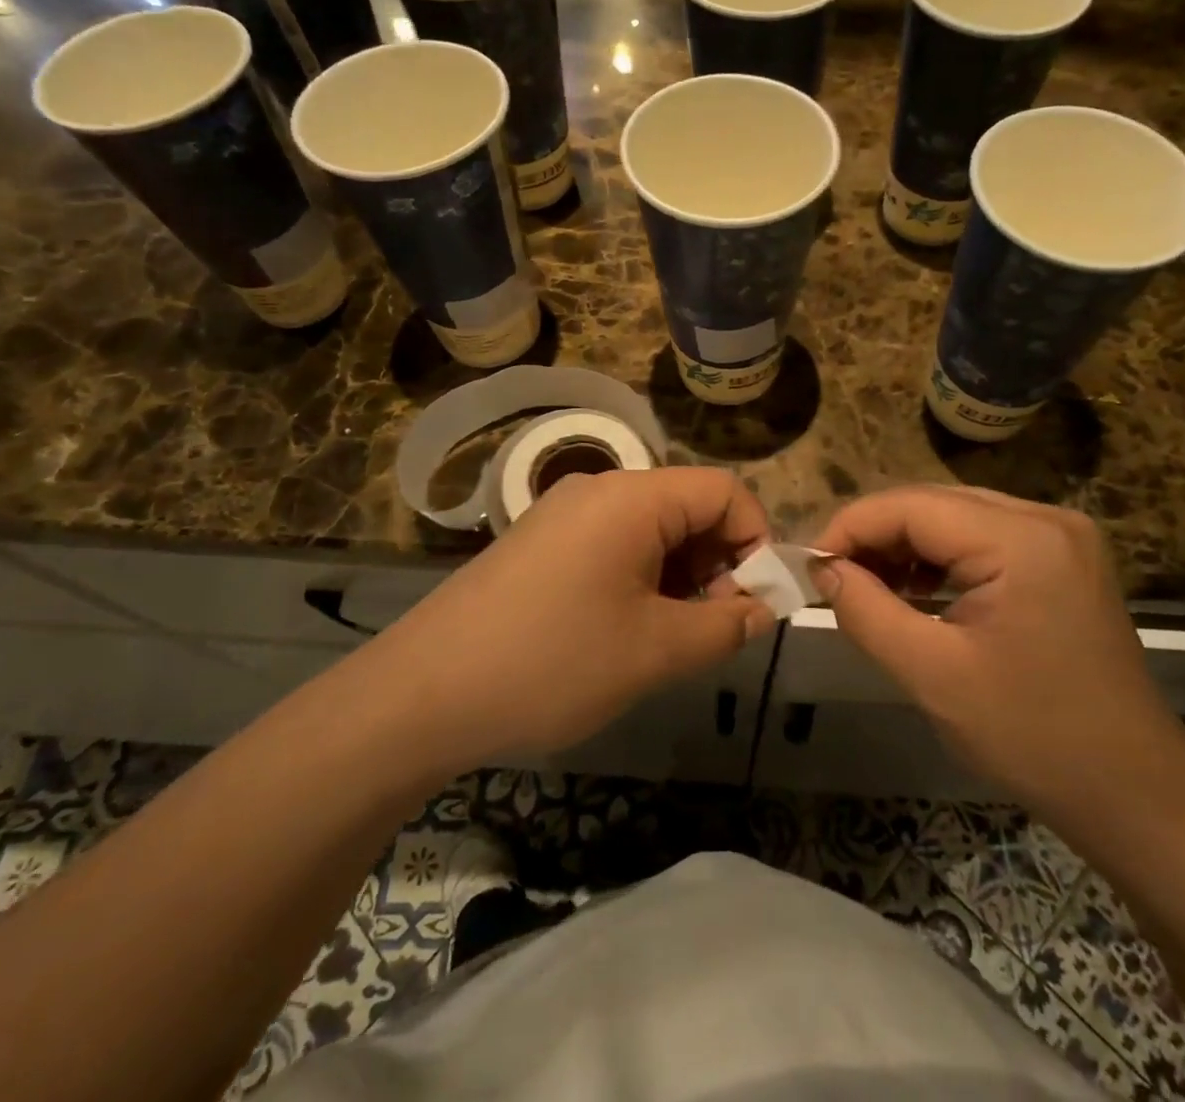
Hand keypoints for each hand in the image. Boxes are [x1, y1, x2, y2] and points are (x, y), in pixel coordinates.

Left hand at [375, 468, 775, 773]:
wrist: (422, 694)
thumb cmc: (553, 663)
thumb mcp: (655, 651)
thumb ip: (725, 625)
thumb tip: (761, 609)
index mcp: (632, 497)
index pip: (723, 491)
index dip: (754, 541)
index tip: (754, 603)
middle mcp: (599, 490)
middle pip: (687, 507)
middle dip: (716, 563)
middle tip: (712, 629)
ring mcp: (563, 514)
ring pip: (650, 530)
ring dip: (678, 576)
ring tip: (669, 639)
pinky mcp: (540, 542)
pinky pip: (612, 545)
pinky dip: (639, 579)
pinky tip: (624, 632)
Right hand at [812, 485, 1184, 829]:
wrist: (1134, 791)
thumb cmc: (1032, 737)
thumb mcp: (932, 675)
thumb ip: (866, 610)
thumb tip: (823, 568)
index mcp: (1021, 539)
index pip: (911, 507)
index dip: (851, 526)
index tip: (809, 563)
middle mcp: (1045, 517)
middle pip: (933, 505)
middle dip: (875, 536)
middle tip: (831, 576)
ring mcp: (1060, 535)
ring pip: (955, 518)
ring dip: (905, 546)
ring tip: (866, 585)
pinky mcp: (1062, 557)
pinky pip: (982, 538)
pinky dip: (940, 558)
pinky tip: (915, 590)